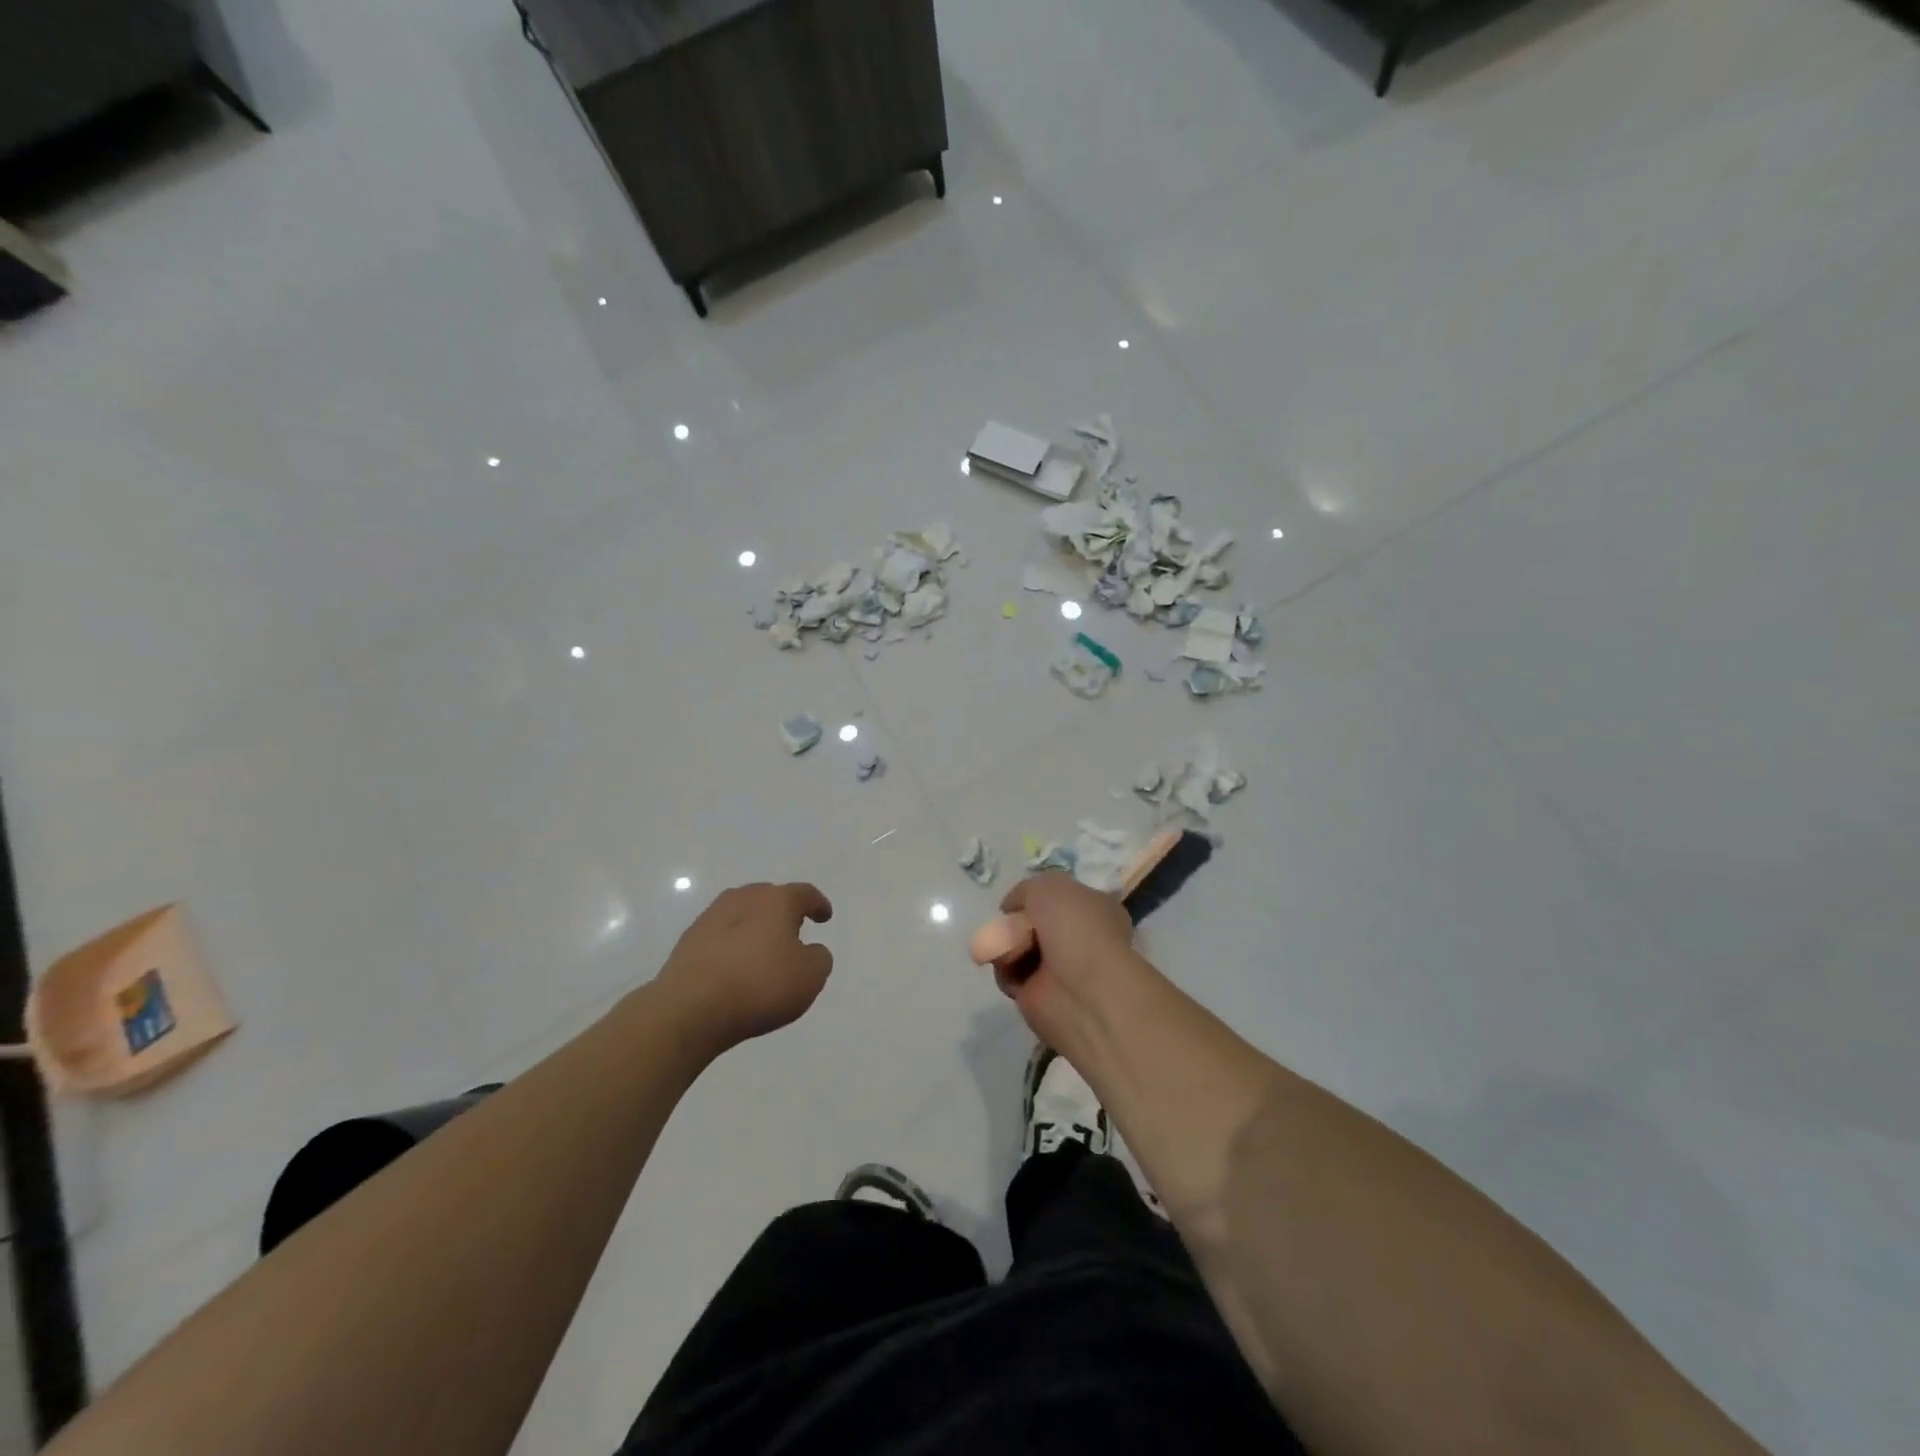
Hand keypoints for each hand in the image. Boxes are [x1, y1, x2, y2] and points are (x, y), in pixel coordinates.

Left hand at [657, 883, 834, 1052]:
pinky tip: (735, 968)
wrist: (690, 1008)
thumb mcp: (810, 976)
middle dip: (783, 912)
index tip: (825, 917)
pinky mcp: (688, 942)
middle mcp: (743, 899)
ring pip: (742, 914)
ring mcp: (711, 918)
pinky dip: (733, 946)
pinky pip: (721, 936)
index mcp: (776, 900)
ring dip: (755, 928)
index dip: (818, 904)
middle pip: (769, 898)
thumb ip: (819, 958)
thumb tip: (809, 951)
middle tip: (793, 932)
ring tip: (762, 951)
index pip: (804, 894)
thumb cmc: (760, 985)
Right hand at [993, 874, 1158, 1056]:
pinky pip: (1010, 974)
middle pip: (1033, 922)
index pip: (1060, 897)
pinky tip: (1010, 967)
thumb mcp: (1049, 885)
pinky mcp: (1039, 995)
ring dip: (1006, 944)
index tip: (1021, 901)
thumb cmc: (1075, 928)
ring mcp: (1060, 968)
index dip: (1036, 896)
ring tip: (1009, 947)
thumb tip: (1012, 908)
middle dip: (1016, 922)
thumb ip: (1026, 890)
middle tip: (1011, 925)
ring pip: (1019, 947)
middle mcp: (1079, 938)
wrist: (1082, 991)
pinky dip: (1005, 969)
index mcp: (1095, 909)